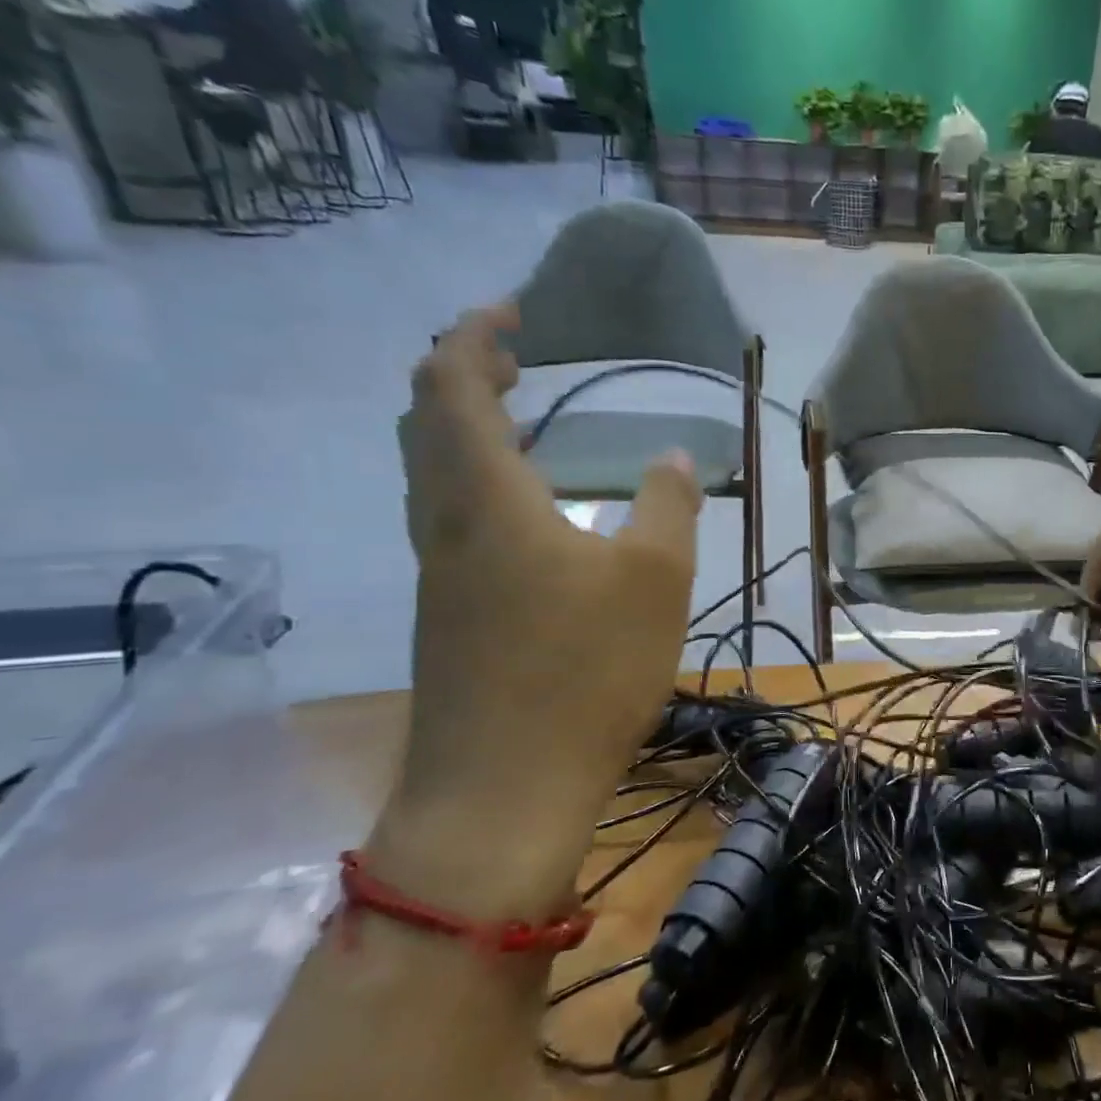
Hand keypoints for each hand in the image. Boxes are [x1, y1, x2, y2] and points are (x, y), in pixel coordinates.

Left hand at [366, 304, 700, 917]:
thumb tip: (674, 458)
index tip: (515, 311)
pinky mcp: (449, 615)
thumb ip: (668, 507)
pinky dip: (478, 482)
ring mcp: (440, 573)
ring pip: (432, 473)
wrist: (504, 789)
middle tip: (518, 359)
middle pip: (426, 422)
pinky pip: (450, 518)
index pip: (453, 385)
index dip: (474, 336)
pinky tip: (527, 511)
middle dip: (464, 375)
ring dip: (466, 430)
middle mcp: (446, 523)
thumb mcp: (655, 580)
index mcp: (487, 497)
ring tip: (523, 422)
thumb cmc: (585, 671)